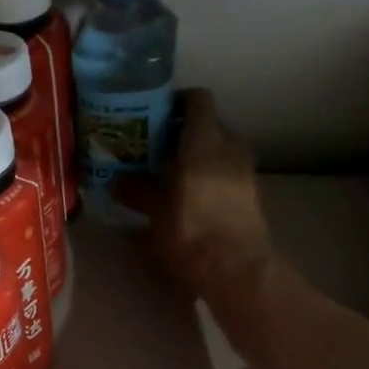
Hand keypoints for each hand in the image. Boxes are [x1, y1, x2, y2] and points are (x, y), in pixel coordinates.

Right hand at [114, 88, 270, 297]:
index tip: (156, 114)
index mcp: (205, 141)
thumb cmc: (191, 231)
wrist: (236, 269)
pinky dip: (211, 176)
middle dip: (184, 133)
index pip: (198, 99)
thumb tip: (115, 182)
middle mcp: (231, 147)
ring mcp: (246, 171)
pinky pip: (228, 173)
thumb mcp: (156, 212)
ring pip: (220, 150)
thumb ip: (137, 191)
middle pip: (209, 125)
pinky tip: (192, 196)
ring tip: (172, 174)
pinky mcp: (253, 194)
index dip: (178, 101)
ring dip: (198, 157)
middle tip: (156, 148)